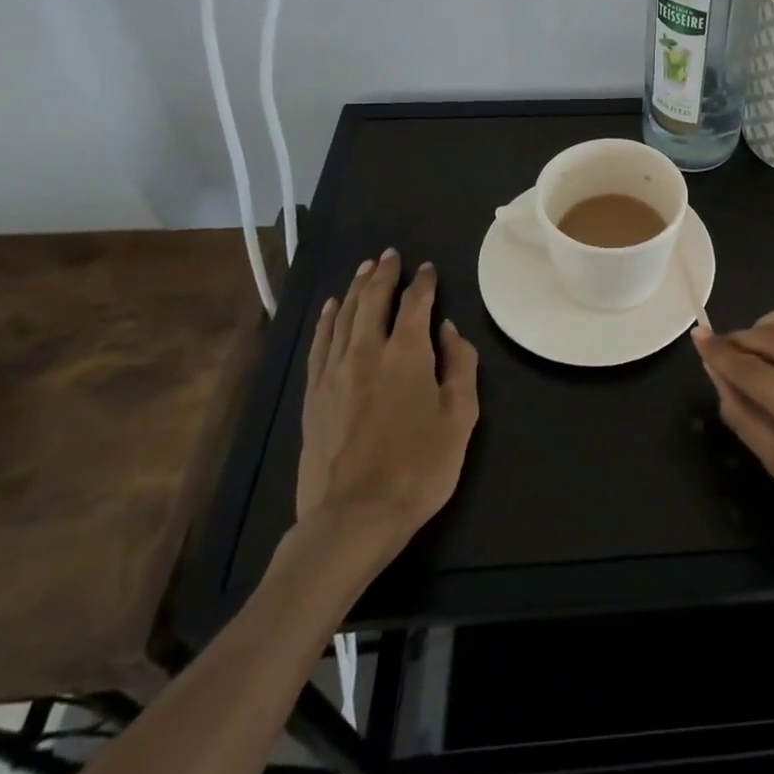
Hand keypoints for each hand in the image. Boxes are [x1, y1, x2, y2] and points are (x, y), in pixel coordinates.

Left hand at [296, 250, 479, 558]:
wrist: (352, 518)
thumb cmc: (418, 468)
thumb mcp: (461, 418)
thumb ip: (460, 366)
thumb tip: (449, 330)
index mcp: (406, 354)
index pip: (415, 304)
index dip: (423, 283)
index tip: (427, 268)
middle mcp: (366, 351)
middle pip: (373, 300)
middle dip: (384, 274)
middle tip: (390, 255)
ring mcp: (334, 372)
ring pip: (344, 315)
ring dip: (356, 288)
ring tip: (364, 268)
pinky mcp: (313, 394)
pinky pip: (319, 343)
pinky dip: (327, 319)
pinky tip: (332, 307)